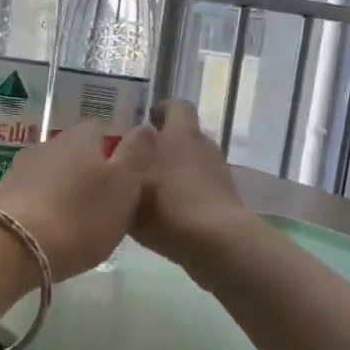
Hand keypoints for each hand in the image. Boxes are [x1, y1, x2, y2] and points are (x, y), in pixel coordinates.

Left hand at [0, 120, 157, 281]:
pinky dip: (43, 207)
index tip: (124, 179)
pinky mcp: (2, 195)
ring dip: (63, 191)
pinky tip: (49, 230)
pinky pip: (32, 195)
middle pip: (75, 152)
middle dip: (88, 173)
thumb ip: (137, 155)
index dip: (115, 150)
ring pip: (52, 173)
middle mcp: (48, 144)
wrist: (10, 246)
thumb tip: (146, 125)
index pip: (101, 129)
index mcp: (81, 137)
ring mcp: (20, 168)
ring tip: (76, 222)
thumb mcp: (124, 187)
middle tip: (104, 204)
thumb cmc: (79, 216)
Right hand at [132, 100, 255, 271]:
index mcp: (181, 134)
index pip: (175, 106)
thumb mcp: (130, 185)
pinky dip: (186, 195)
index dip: (160, 111)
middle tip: (138, 162)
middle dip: (162, 146)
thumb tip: (125, 152)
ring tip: (150, 193)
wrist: (216, 243)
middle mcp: (202, 145)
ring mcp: (218, 172)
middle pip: (183, 136)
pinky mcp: (225, 198)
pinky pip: (200, 188)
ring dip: (174, 172)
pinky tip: (168, 215)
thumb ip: (124, 166)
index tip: (142, 124)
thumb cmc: (168, 206)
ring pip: (191, 163)